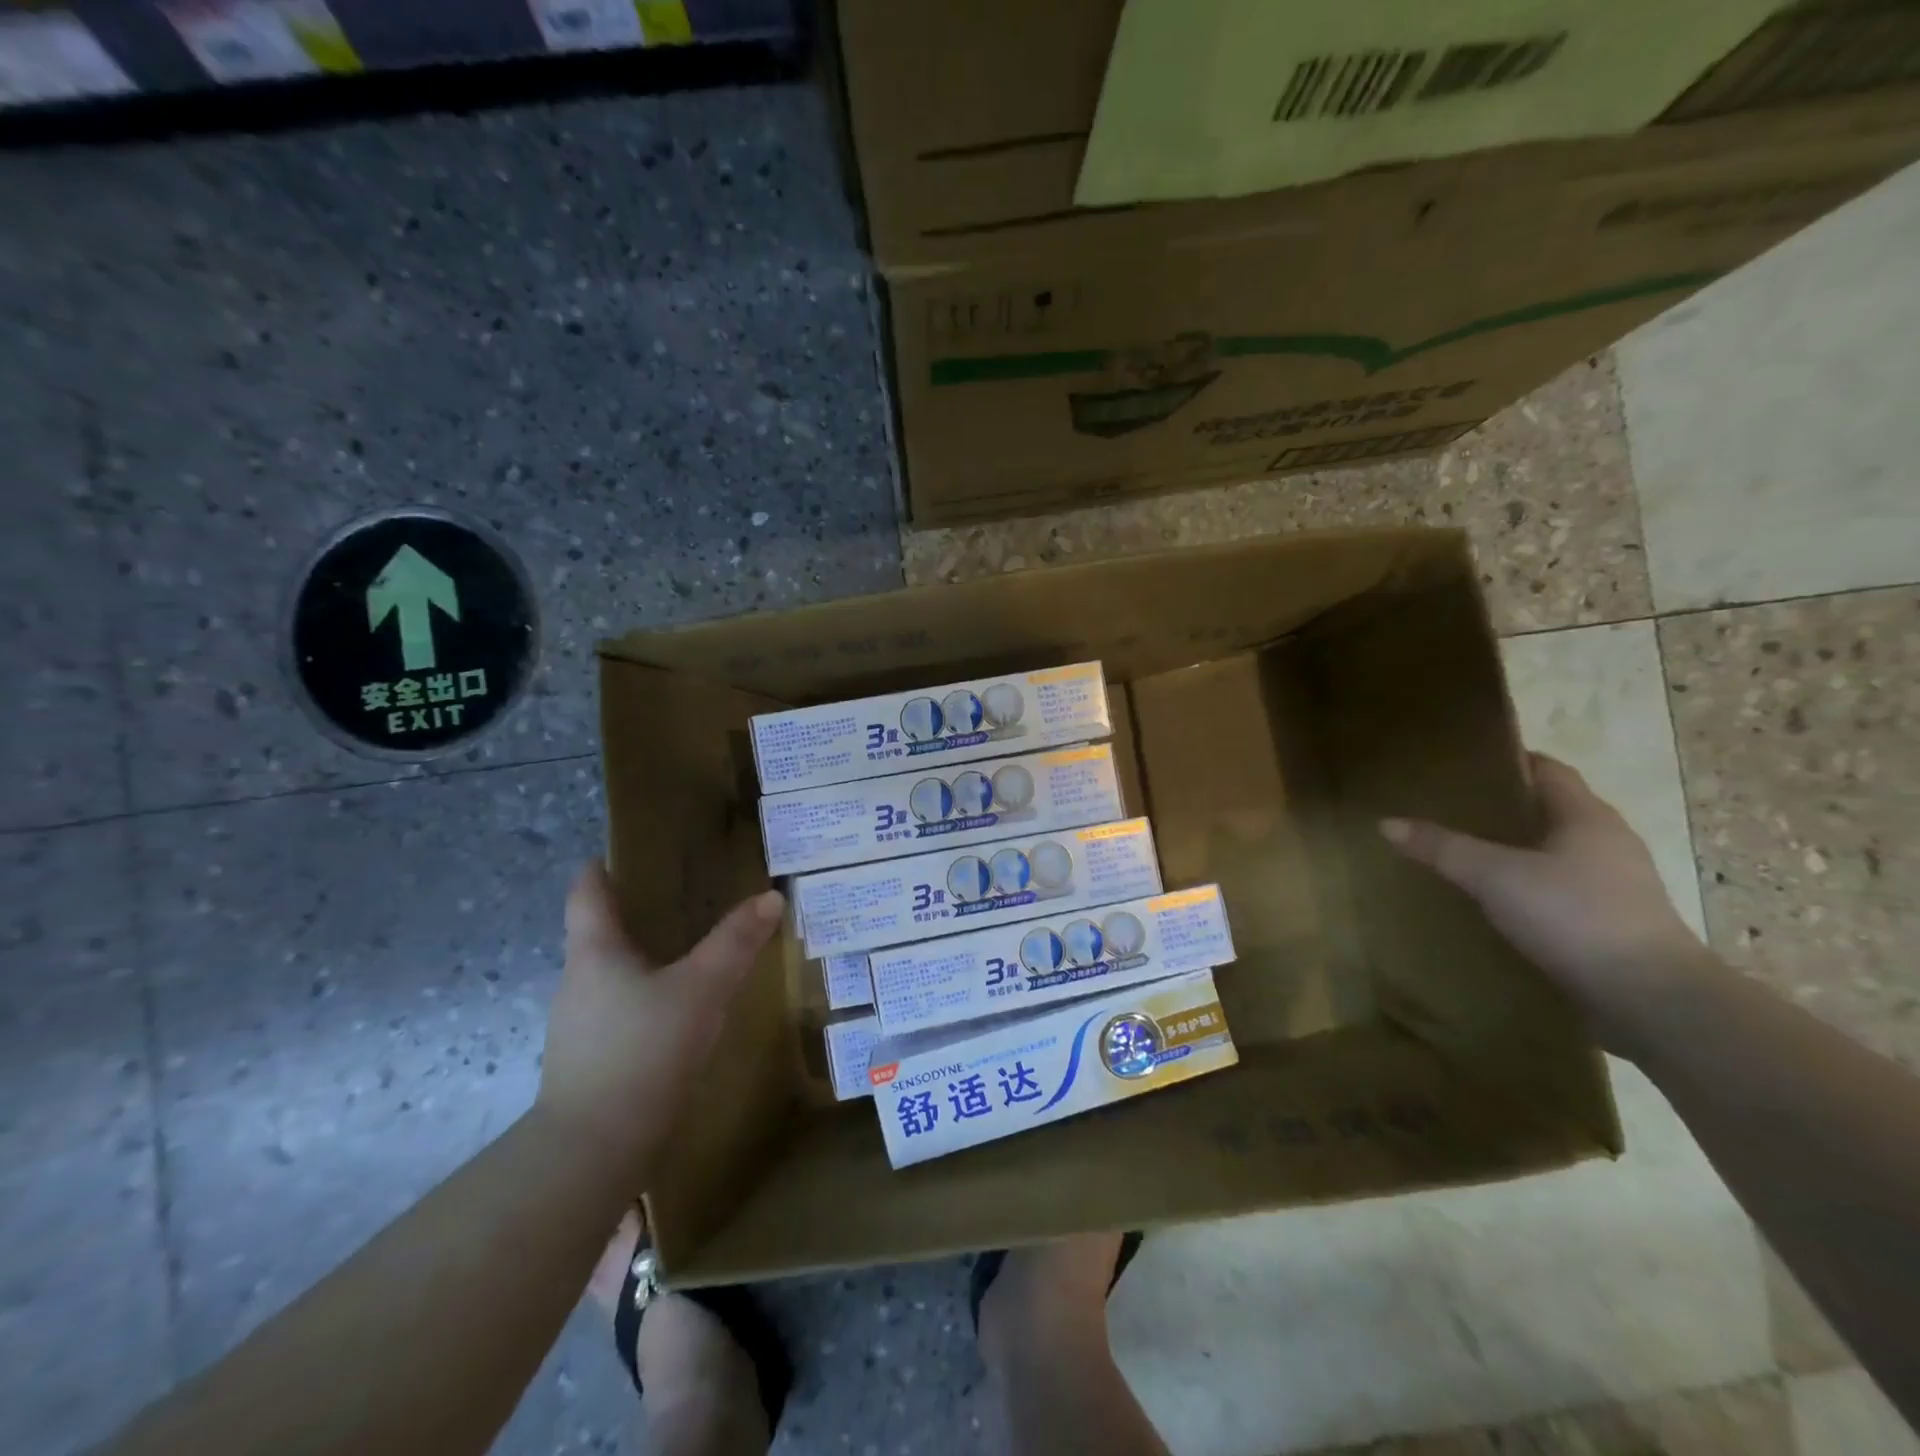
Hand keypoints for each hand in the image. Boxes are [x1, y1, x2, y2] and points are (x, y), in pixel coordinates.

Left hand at [535, 862, 783, 1172]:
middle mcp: (578, 981)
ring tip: (691, 952)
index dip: (602, 867)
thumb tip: (770, 897)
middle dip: (638, 913)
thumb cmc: (642, 1051)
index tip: (625, 852)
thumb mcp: (700, 989)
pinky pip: (622, 1011)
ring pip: (614, 975)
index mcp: (595, 952)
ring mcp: (580, 1025)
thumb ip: (735, 943)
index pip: (587, 892)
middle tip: (686, 898)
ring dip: (646, 959)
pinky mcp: (591, 1062)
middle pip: (601, 933)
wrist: (593, 1151)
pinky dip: (648, 998)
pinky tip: (680, 1011)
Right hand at [1381, 753, 1707, 1056]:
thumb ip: (1442, 848)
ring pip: (1558, 851)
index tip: (1466, 762)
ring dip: (1520, 848)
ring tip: (1468, 852)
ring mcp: (1617, 884)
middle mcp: (1608, 842)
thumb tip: (1387, 823)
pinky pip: (1563, 888)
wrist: (1651, 1000)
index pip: (1548, 770)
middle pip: (1553, 809)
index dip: (1510, 760)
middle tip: (1453, 807)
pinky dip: (1531, 885)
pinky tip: (1499, 900)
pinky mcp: (1614, 922)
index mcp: (1587, 817)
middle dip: (1507, 806)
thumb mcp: (1494, 877)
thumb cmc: (1575, 916)